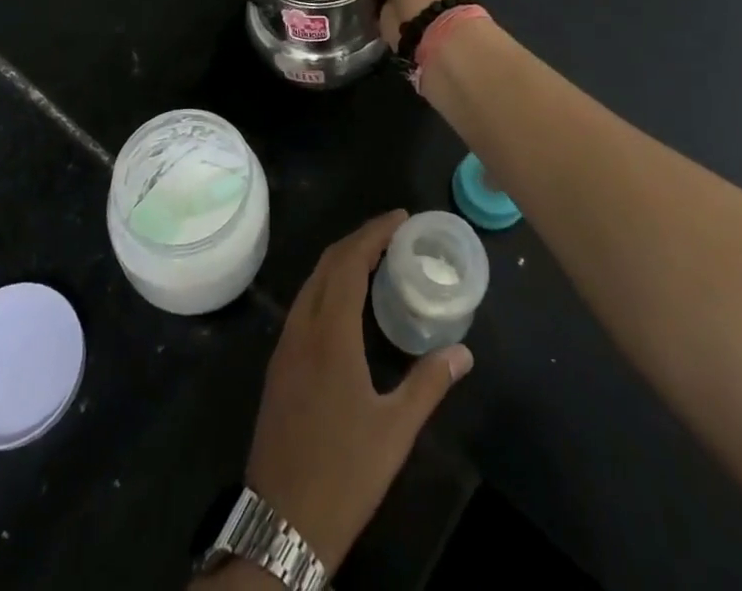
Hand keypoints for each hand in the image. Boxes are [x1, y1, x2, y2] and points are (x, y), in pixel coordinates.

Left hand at [243, 211, 473, 572]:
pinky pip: (303, 303)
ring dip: (340, 259)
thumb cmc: (344, 474)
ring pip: (311, 281)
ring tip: (374, 257)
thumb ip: (428, 384)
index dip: (374, 233)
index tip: (400, 217)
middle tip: (393, 232)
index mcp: (330, 334)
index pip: (349, 262)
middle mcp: (302, 327)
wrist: (281, 522)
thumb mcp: (394, 432)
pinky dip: (326, 283)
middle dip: (359, 238)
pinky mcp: (279, 363)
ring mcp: (285, 344)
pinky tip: (345, 300)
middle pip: (328, 263)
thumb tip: (463, 352)